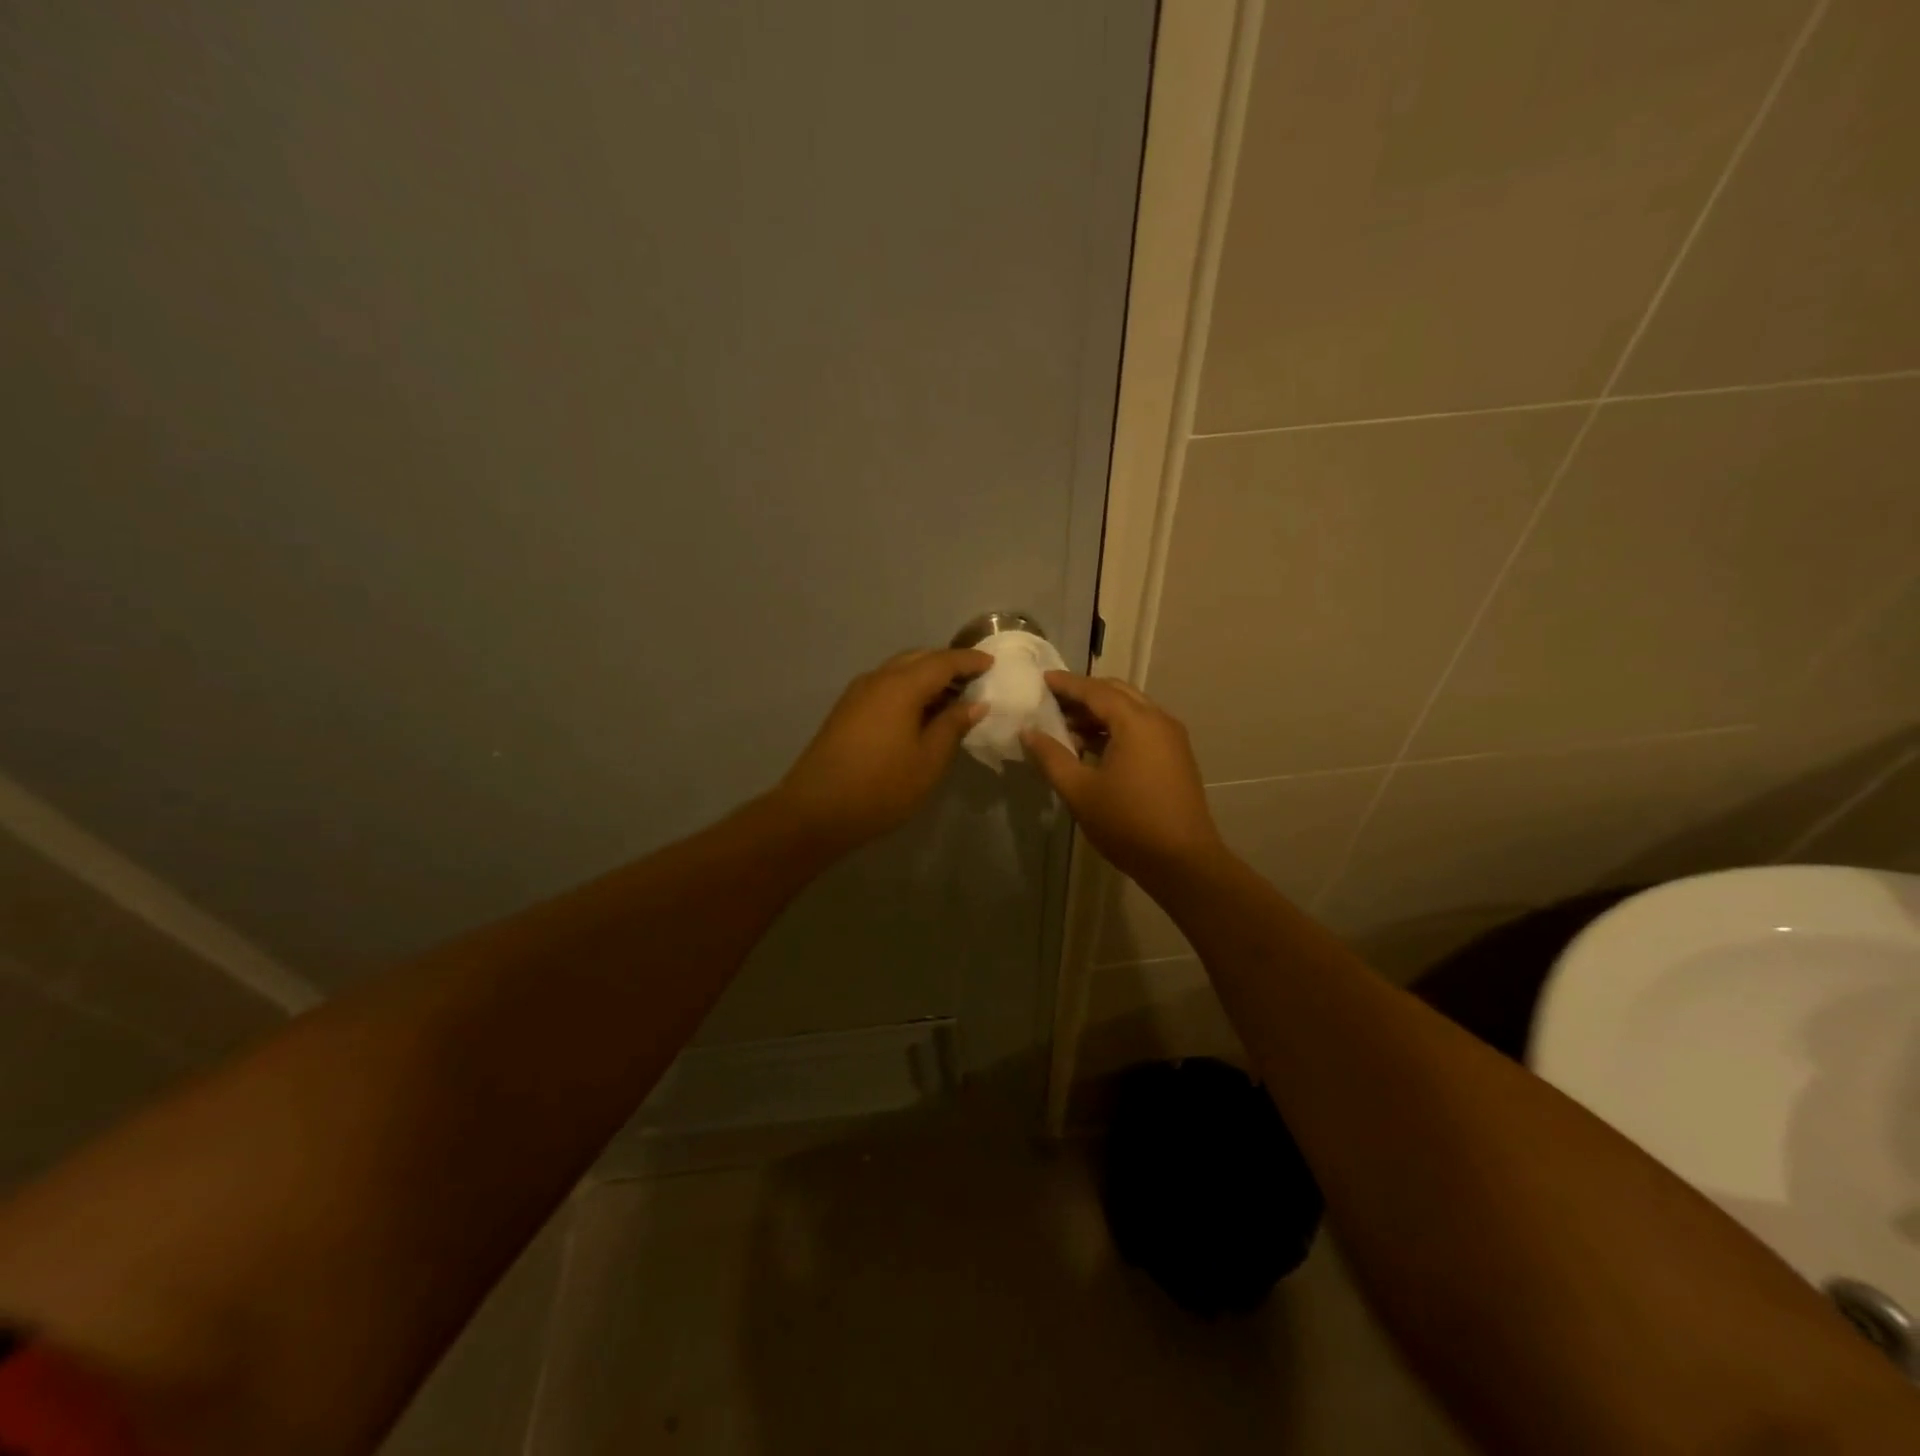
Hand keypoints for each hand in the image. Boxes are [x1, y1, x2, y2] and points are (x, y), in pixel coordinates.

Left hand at [773, 647, 991, 852]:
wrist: (816, 810)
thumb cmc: (881, 787)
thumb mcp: (929, 760)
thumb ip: (953, 725)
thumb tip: (974, 703)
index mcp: (901, 686)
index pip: (943, 661)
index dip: (969, 661)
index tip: (992, 664)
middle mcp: (877, 679)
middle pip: (918, 659)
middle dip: (947, 664)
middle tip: (974, 679)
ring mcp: (857, 693)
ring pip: (899, 671)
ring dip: (926, 676)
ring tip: (952, 697)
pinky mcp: (846, 710)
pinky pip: (885, 686)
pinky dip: (908, 688)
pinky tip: (920, 711)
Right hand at [1020, 672, 1224, 883]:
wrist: (1182, 861)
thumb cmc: (1127, 823)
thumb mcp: (1079, 791)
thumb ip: (1051, 757)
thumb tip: (1028, 732)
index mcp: (1136, 722)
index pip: (1095, 690)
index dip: (1067, 684)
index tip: (1041, 680)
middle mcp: (1158, 720)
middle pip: (1116, 693)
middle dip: (1084, 694)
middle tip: (1052, 702)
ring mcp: (1171, 738)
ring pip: (1130, 711)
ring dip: (1099, 713)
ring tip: (1066, 728)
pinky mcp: (1175, 757)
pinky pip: (1141, 728)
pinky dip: (1115, 728)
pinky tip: (1092, 748)